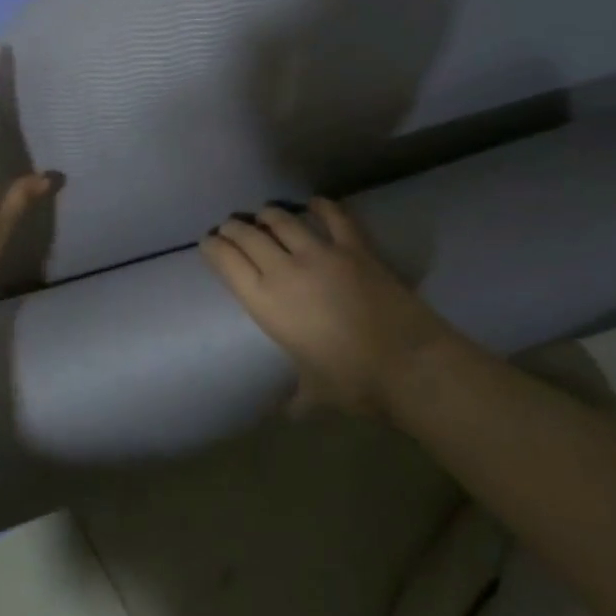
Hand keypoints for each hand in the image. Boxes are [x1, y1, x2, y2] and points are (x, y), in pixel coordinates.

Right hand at [198, 199, 460, 413]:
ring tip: (264, 215)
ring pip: (282, 220)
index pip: (226, 262)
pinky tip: (314, 203)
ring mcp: (321, 253)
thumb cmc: (352, 383)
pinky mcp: (355, 247)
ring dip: (268, 215)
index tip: (207, 243)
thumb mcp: (313, 393)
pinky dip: (320, 206)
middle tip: (230, 228)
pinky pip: (333, 216)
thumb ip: (296, 397)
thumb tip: (289, 413)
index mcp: (265, 302)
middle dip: (234, 228)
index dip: (212, 247)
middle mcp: (284, 270)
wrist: (408, 365)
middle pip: (248, 235)